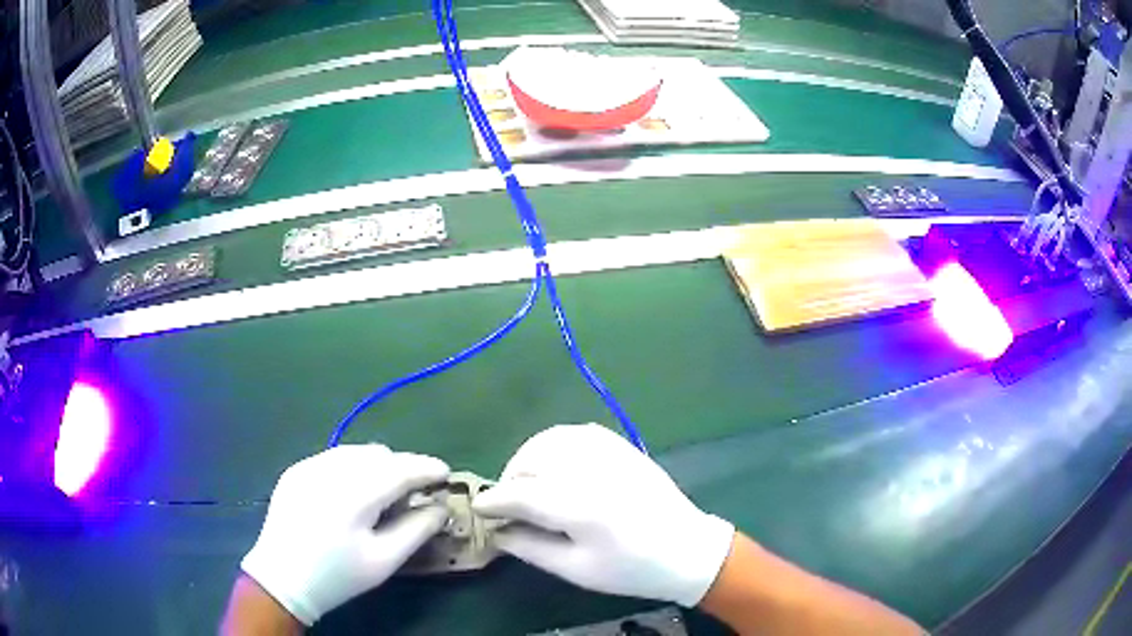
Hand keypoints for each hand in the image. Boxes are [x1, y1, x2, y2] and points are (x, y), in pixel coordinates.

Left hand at [240, 445, 449, 625]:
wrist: (282, 578)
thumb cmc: (338, 575)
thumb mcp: (384, 561)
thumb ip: (417, 530)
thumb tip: (441, 507)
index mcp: (354, 495)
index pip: (400, 469)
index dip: (426, 468)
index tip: (446, 473)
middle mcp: (330, 470)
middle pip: (379, 455)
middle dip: (403, 467)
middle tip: (415, 492)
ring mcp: (308, 466)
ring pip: (356, 452)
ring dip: (378, 465)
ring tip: (384, 492)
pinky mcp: (295, 470)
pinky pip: (334, 458)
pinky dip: (353, 468)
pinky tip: (353, 493)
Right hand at [473, 424, 733, 606]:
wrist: (686, 549)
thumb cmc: (631, 569)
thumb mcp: (576, 570)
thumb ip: (531, 548)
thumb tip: (496, 532)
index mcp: (581, 507)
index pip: (521, 493)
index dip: (493, 500)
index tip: (478, 508)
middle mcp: (592, 471)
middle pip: (531, 460)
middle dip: (509, 480)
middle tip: (508, 504)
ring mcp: (610, 453)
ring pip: (549, 440)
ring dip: (528, 458)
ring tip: (527, 483)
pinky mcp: (621, 446)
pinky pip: (575, 432)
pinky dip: (553, 444)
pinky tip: (554, 464)